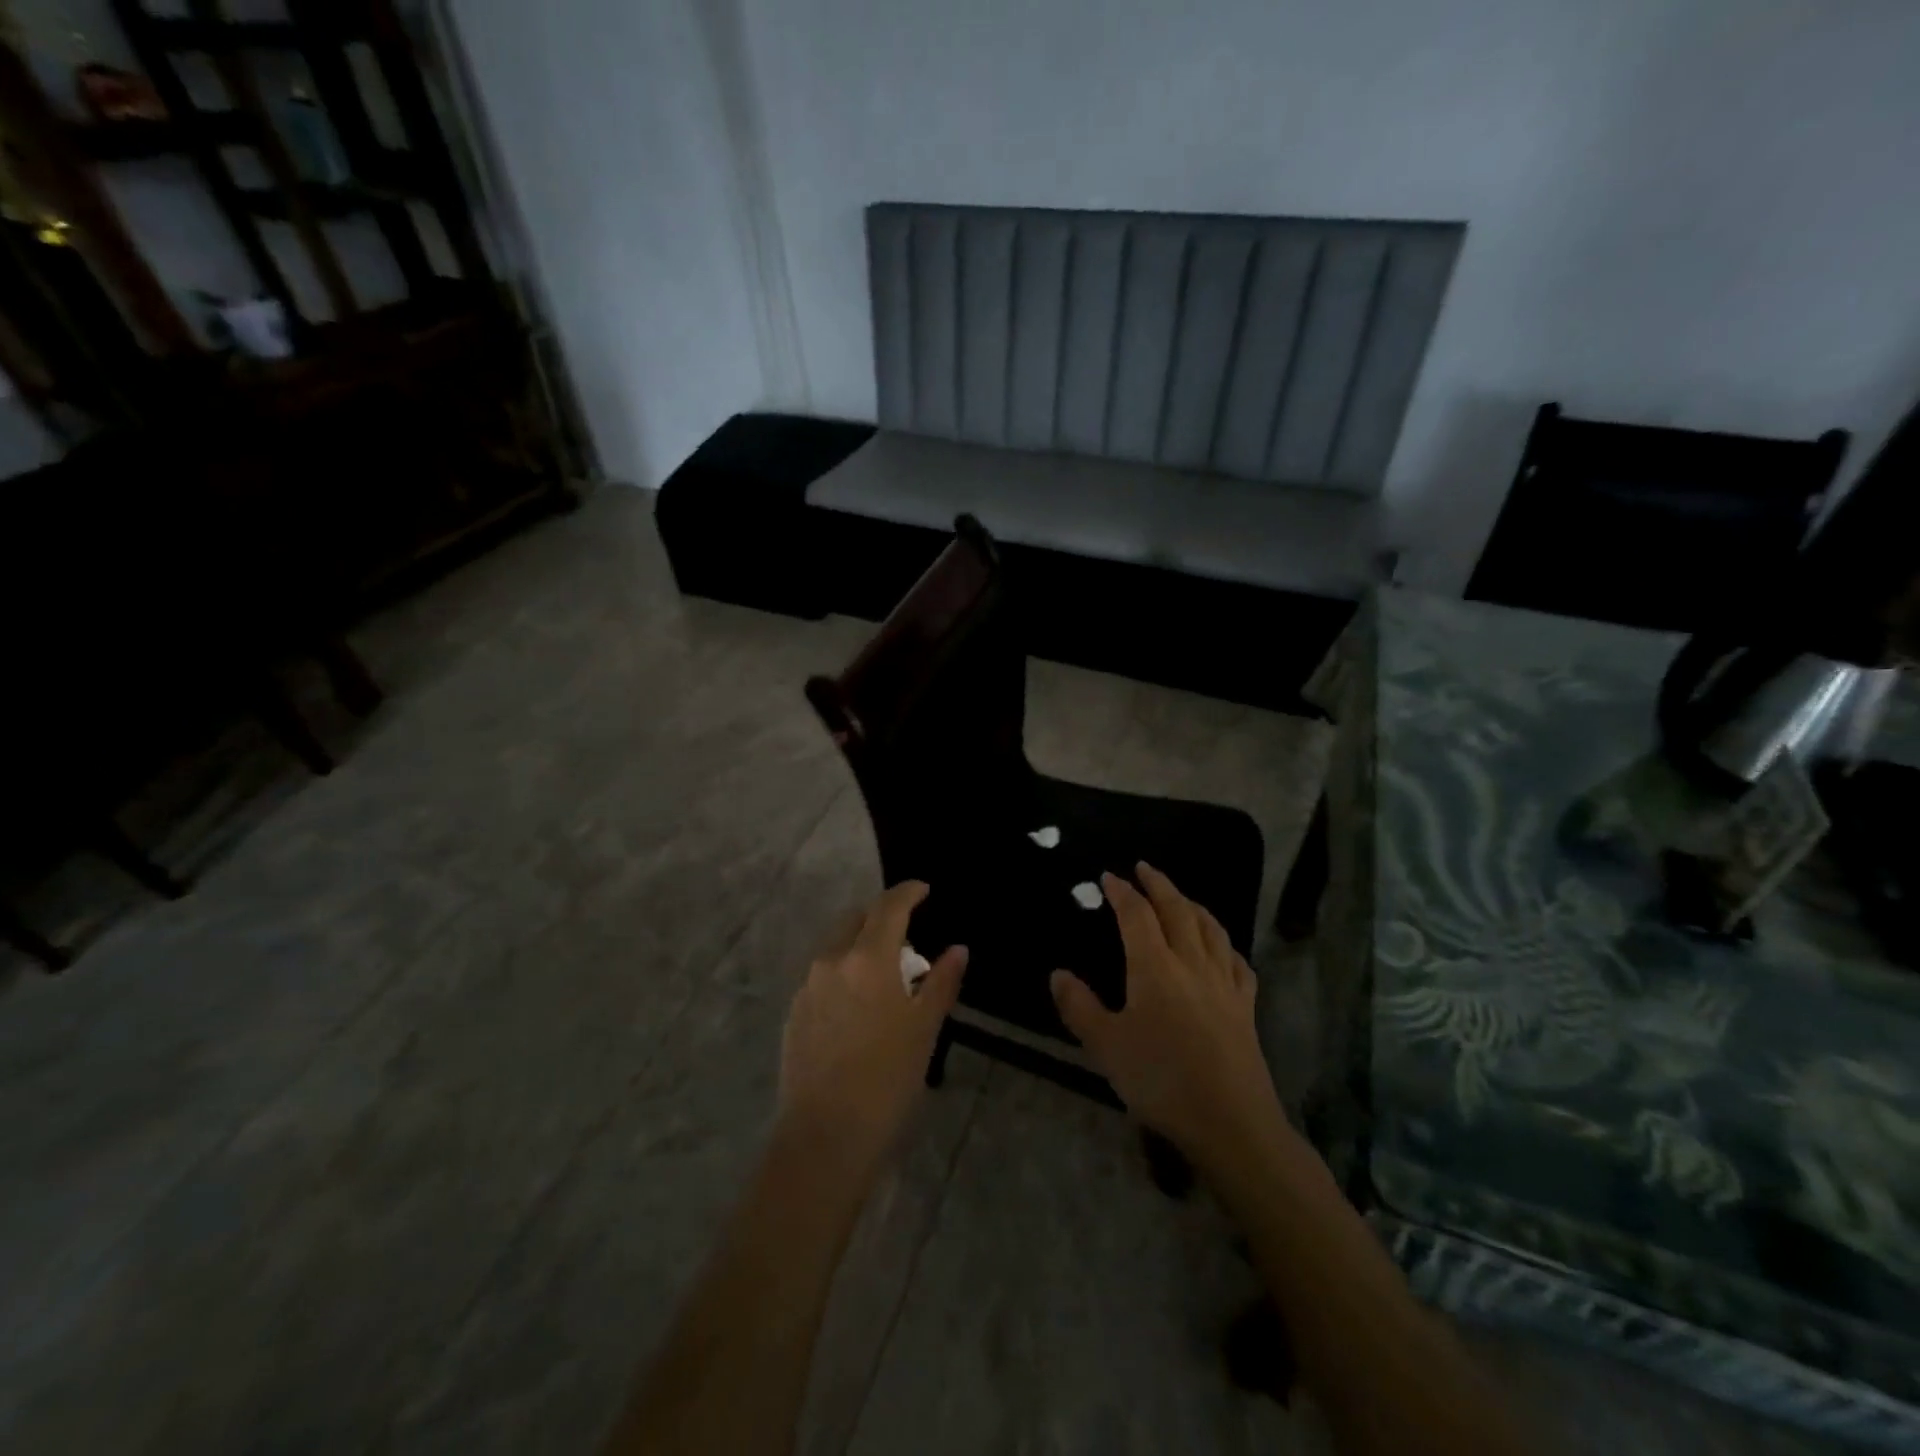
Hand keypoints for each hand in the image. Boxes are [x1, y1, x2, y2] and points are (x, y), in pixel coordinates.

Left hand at [778, 882, 965, 1182]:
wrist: (825, 1137)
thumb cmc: (887, 1079)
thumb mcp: (924, 1029)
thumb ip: (941, 982)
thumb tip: (957, 950)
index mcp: (866, 958)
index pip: (888, 907)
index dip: (908, 892)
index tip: (924, 889)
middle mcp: (831, 961)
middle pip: (857, 920)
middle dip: (882, 917)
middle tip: (908, 936)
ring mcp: (807, 987)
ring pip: (836, 947)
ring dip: (861, 945)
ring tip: (886, 973)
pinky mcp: (794, 1012)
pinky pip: (823, 975)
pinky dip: (844, 972)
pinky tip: (859, 1004)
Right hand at [1051, 864, 1282, 1171]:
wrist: (1231, 1122)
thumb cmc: (1161, 1080)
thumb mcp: (1106, 1047)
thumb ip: (1079, 1007)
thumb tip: (1057, 973)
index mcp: (1154, 966)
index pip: (1136, 914)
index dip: (1122, 892)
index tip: (1109, 877)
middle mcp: (1191, 962)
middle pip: (1177, 909)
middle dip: (1159, 884)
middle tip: (1144, 868)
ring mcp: (1224, 982)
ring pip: (1210, 928)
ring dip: (1191, 904)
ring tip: (1179, 896)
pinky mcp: (1245, 1005)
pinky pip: (1236, 960)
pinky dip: (1223, 942)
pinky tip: (1220, 946)